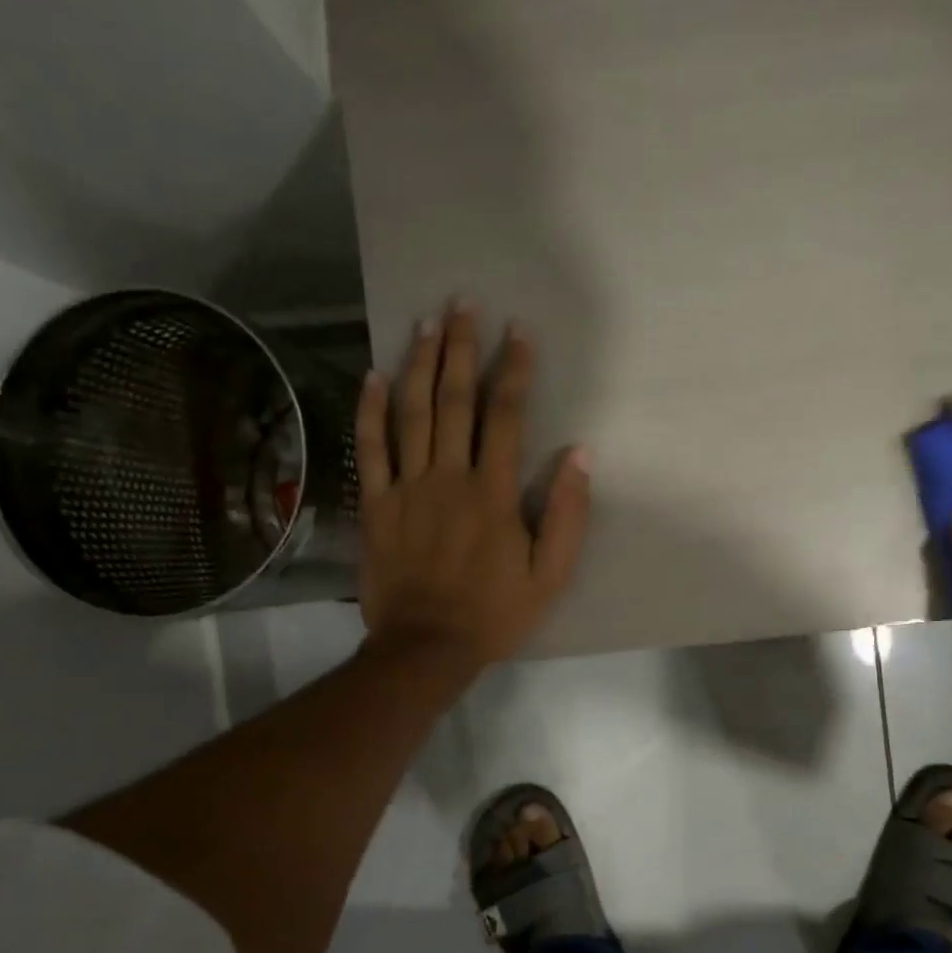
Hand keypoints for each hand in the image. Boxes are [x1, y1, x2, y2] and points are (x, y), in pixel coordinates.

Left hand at [353, 300, 590, 672]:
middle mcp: (448, 478)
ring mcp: (406, 488)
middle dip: (461, 349)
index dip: (513, 370)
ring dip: (419, 364)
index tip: (519, 331)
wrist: (426, 647)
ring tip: (426, 323)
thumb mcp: (550, 575)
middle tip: (464, 305)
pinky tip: (374, 375)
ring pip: (411, 414)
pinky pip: (371, 448)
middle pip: (454, 401)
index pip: (505, 417)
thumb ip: (567, 515)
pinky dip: (370, 410)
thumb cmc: (494, 613)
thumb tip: (580, 455)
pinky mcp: (376, 505)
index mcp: (492, 493)